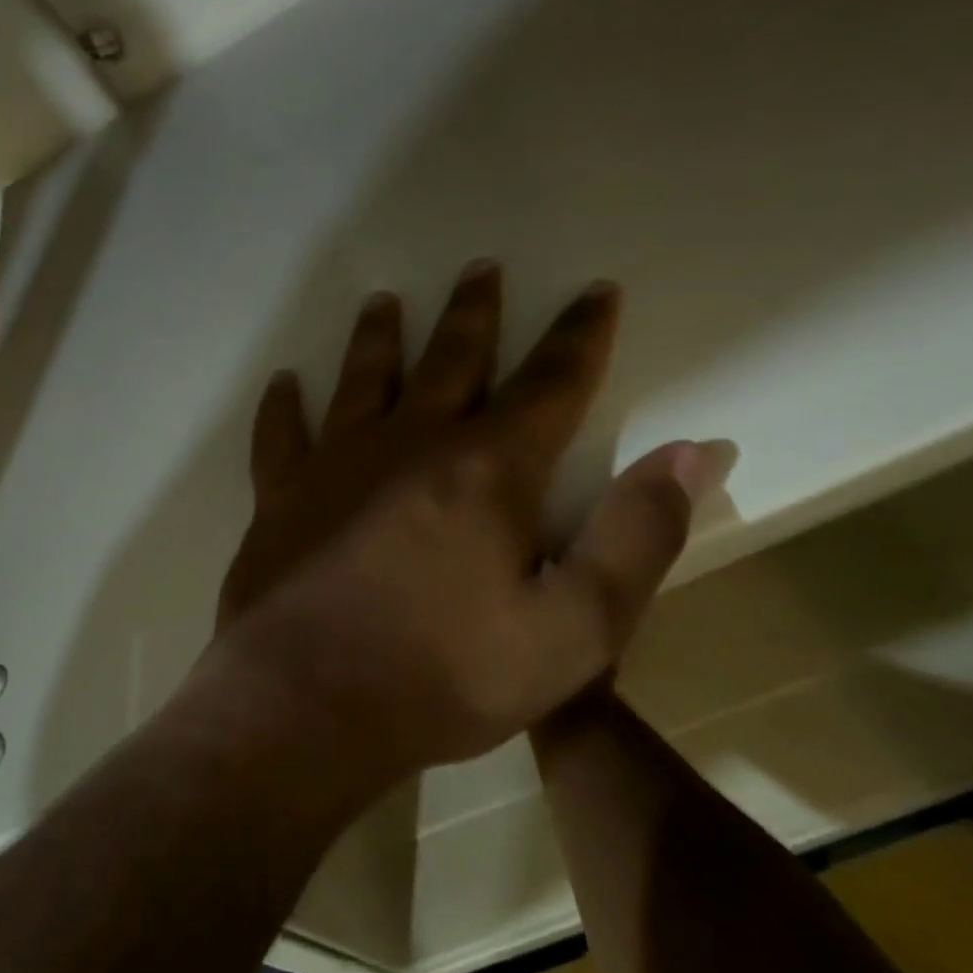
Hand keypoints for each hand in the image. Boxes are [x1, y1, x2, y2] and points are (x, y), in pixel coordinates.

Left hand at [214, 262, 723, 781]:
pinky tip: (283, 383)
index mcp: (486, 470)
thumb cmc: (444, 677)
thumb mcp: (573, 630)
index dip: (579, 335)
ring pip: (361, 380)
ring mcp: (334, 466)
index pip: (550, 382)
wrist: (307, 705)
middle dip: (473, 313)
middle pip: (450, 359)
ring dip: (377, 339)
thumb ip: (638, 537)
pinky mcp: (279, 497)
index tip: (594, 291)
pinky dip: (281, 408)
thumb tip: (694, 452)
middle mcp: (408, 445)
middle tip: (480, 267)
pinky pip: (278, 436)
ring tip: (383, 301)